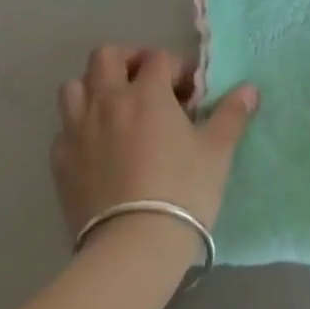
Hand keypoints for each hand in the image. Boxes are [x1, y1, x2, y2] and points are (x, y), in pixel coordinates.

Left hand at [51, 46, 257, 248]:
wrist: (131, 252)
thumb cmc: (181, 192)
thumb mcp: (217, 151)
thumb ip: (231, 114)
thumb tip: (250, 89)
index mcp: (146, 92)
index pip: (159, 58)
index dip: (177, 69)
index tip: (190, 93)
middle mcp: (108, 101)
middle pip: (106, 57)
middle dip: (127, 61)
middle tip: (146, 83)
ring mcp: (78, 131)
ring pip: (74, 86)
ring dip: (94, 89)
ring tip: (115, 109)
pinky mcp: (60, 164)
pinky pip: (63, 130)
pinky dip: (78, 128)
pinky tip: (96, 146)